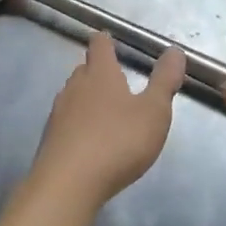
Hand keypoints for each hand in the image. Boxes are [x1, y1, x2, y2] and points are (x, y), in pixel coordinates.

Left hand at [32, 34, 185, 208]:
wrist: (67, 185)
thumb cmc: (117, 142)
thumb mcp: (153, 112)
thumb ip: (164, 82)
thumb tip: (175, 51)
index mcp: (100, 74)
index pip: (99, 45)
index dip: (106, 41)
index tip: (110, 40)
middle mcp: (75, 87)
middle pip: (84, 69)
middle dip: (99, 71)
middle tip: (117, 80)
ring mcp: (58, 113)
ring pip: (73, 95)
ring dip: (88, 99)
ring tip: (106, 112)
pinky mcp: (50, 140)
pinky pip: (67, 122)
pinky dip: (79, 124)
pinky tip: (90, 141)